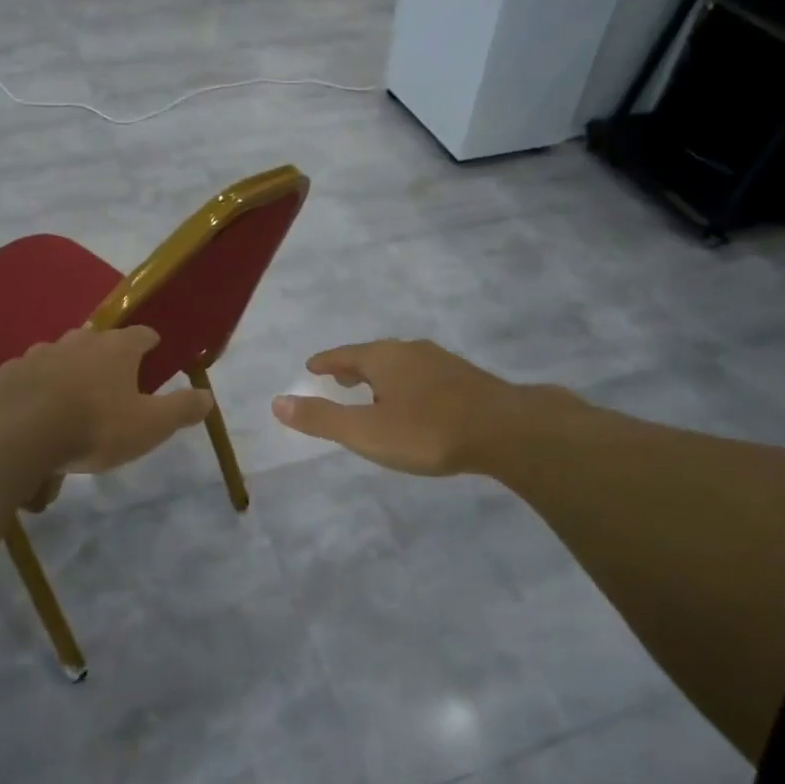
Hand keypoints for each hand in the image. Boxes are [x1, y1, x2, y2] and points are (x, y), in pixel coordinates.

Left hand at [0, 326, 213, 478]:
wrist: (17, 435)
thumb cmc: (94, 426)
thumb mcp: (150, 426)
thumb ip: (181, 409)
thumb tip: (208, 396)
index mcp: (117, 348)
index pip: (142, 334)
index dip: (151, 344)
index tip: (155, 355)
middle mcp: (78, 340)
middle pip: (99, 340)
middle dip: (107, 356)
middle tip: (113, 383)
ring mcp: (39, 353)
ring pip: (61, 354)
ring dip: (69, 369)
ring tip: (72, 397)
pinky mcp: (7, 373)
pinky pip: (28, 375)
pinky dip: (36, 386)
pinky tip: (35, 408)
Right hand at [271, 339, 540, 475]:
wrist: (507, 429)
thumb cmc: (428, 431)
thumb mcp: (366, 432)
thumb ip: (322, 419)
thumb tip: (277, 403)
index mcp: (382, 357)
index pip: (344, 355)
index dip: (326, 362)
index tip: (312, 366)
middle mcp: (410, 351)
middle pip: (373, 355)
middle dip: (354, 366)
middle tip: (339, 378)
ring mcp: (441, 362)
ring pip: (401, 364)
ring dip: (382, 375)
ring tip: (375, 391)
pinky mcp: (466, 378)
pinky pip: (424, 375)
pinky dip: (408, 383)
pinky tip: (417, 401)